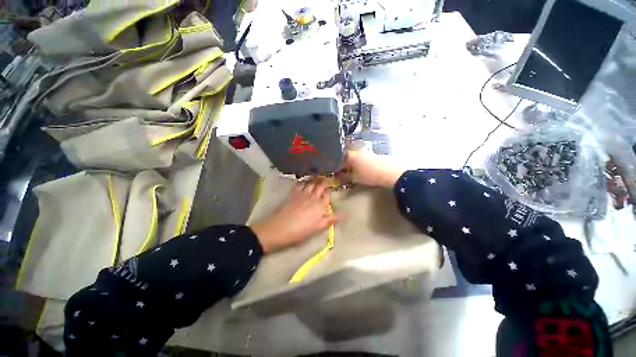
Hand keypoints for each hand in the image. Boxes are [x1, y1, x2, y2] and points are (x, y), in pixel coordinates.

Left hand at [250, 180, 337, 253]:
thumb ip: (330, 219)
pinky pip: (300, 184)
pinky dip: (303, 181)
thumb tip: (343, 215)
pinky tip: (304, 182)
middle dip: (323, 181)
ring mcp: (302, 193)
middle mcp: (313, 196)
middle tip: (325, 178)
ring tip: (317, 177)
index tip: (330, 188)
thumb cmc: (301, 231)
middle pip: (320, 185)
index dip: (329, 190)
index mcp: (320, 205)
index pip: (327, 194)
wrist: (280, 228)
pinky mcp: (293, 193)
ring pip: (311, 183)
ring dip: (315, 179)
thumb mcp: (317, 227)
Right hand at [343, 150, 404, 187]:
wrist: (388, 173)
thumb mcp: (354, 178)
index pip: (339, 162)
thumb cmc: (370, 175)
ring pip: (354, 156)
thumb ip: (344, 176)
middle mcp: (356, 150)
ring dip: (351, 163)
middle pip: (346, 157)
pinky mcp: (371, 153)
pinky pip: (361, 157)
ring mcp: (365, 151)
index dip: (337, 169)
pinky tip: (360, 169)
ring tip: (352, 171)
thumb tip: (339, 176)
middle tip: (343, 172)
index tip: (336, 174)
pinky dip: (358, 162)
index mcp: (350, 155)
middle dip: (344, 165)